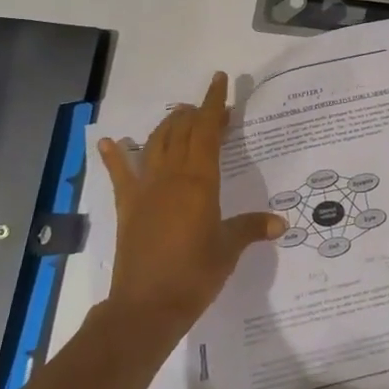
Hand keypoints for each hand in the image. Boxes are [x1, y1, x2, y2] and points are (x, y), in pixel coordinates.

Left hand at [95, 72, 282, 345]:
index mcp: (199, 181)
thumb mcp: (229, 249)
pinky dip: (114, 156)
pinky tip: (109, 141)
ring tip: (179, 116)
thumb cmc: (195, 274)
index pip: (207, 131)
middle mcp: (170, 177)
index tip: (220, 81)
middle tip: (211, 108)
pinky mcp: (127, 208)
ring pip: (155, 144)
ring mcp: (145, 191)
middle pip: (181, 131)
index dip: (214, 104)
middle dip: (195, 113)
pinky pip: (120, 175)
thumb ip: (251, 229)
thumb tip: (279, 223)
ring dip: (167, 126)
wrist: (146, 308)